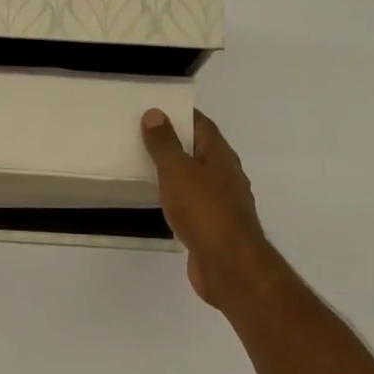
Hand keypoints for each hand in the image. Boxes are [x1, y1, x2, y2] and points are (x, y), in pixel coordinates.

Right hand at [142, 109, 275, 308]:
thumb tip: (156, 113)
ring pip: (198, 178)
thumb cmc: (204, 210)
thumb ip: (165, 144)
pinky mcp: (215, 227)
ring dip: (177, 172)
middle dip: (177, 142)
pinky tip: (162, 202)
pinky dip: (179, 198)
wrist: (228, 264)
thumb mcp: (178, 171)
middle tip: (145, 136)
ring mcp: (223, 203)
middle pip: (201, 150)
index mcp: (220, 156)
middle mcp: (226, 175)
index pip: (202, 125)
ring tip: (148, 167)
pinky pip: (194, 203)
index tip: (157, 109)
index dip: (182, 114)